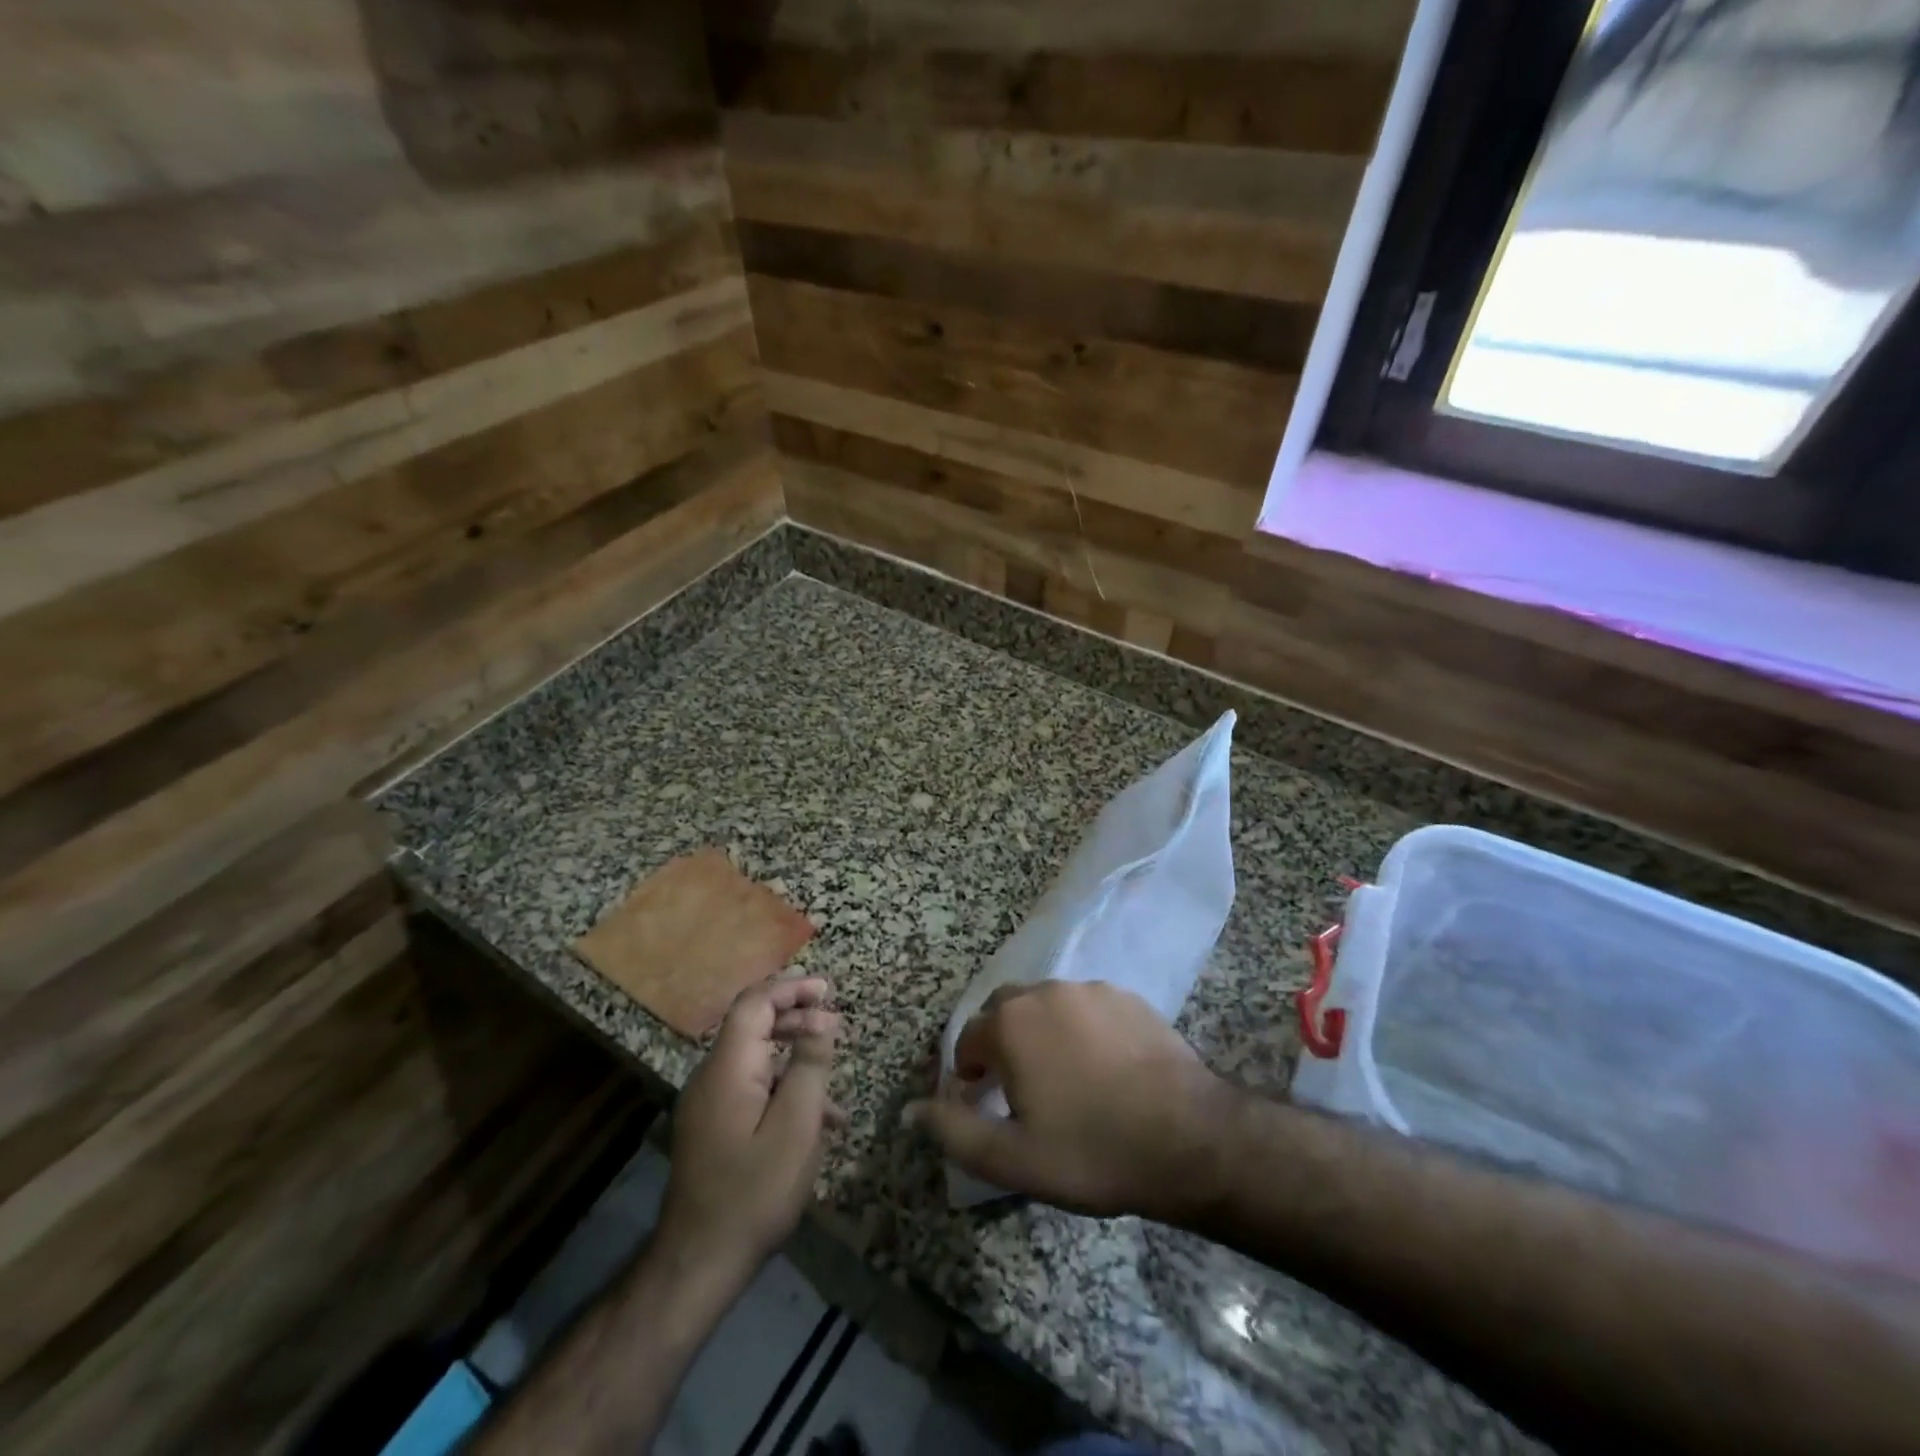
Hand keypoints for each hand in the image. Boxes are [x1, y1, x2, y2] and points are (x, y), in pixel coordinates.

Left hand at [658, 977, 840, 1277]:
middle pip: (752, 1025)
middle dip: (796, 1017)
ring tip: (832, 1076)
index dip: (791, 988)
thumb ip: (810, 1066)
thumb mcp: (796, 1126)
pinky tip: (815, 1119)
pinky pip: (751, 1089)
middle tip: (836, 1024)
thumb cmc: (754, 1192)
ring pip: (755, 1059)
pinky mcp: (712, 1128)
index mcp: (728, 1069)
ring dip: (794, 1056)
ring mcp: (708, 1104)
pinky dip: (782, 1088)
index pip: (754, 1003)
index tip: (828, 991)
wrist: (699, 1265)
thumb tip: (822, 1020)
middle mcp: (711, 1077)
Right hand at [914, 981, 1237, 1221]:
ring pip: (1046, 1004)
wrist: (1187, 1137)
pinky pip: (1086, 1007)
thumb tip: (910, 1110)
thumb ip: (954, 1131)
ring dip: (1039, 1032)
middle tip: (1017, 1088)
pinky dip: (1079, 1028)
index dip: (968, 1072)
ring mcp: (1090, 989)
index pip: (967, 1039)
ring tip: (1061, 1077)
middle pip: (1004, 1011)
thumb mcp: (1012, 1159)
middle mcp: (1045, 992)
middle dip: (999, 1043)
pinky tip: (1101, 1065)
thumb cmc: (1091, 1150)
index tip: (981, 1102)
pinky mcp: (1127, 996)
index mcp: (1010, 1024)